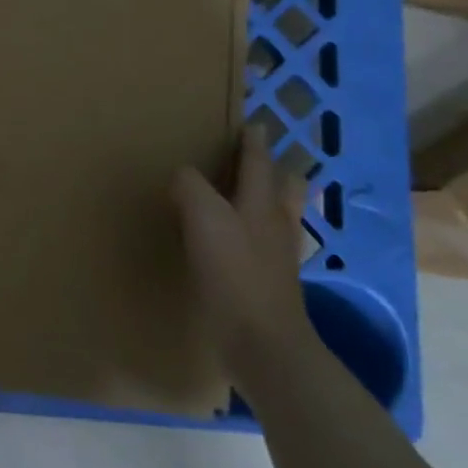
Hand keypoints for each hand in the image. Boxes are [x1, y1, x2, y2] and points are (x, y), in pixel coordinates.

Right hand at [171, 125, 315, 383]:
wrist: (263, 346)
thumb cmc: (235, 274)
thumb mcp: (204, 219)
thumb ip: (191, 187)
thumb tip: (182, 174)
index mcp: (262, 203)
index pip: (258, 161)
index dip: (253, 140)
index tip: (251, 122)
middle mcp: (275, 224)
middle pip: (284, 188)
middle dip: (273, 170)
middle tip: (251, 159)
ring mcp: (276, 257)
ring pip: (278, 217)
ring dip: (265, 201)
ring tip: (241, 196)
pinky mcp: (267, 284)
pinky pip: (264, 247)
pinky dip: (253, 235)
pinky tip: (233, 243)